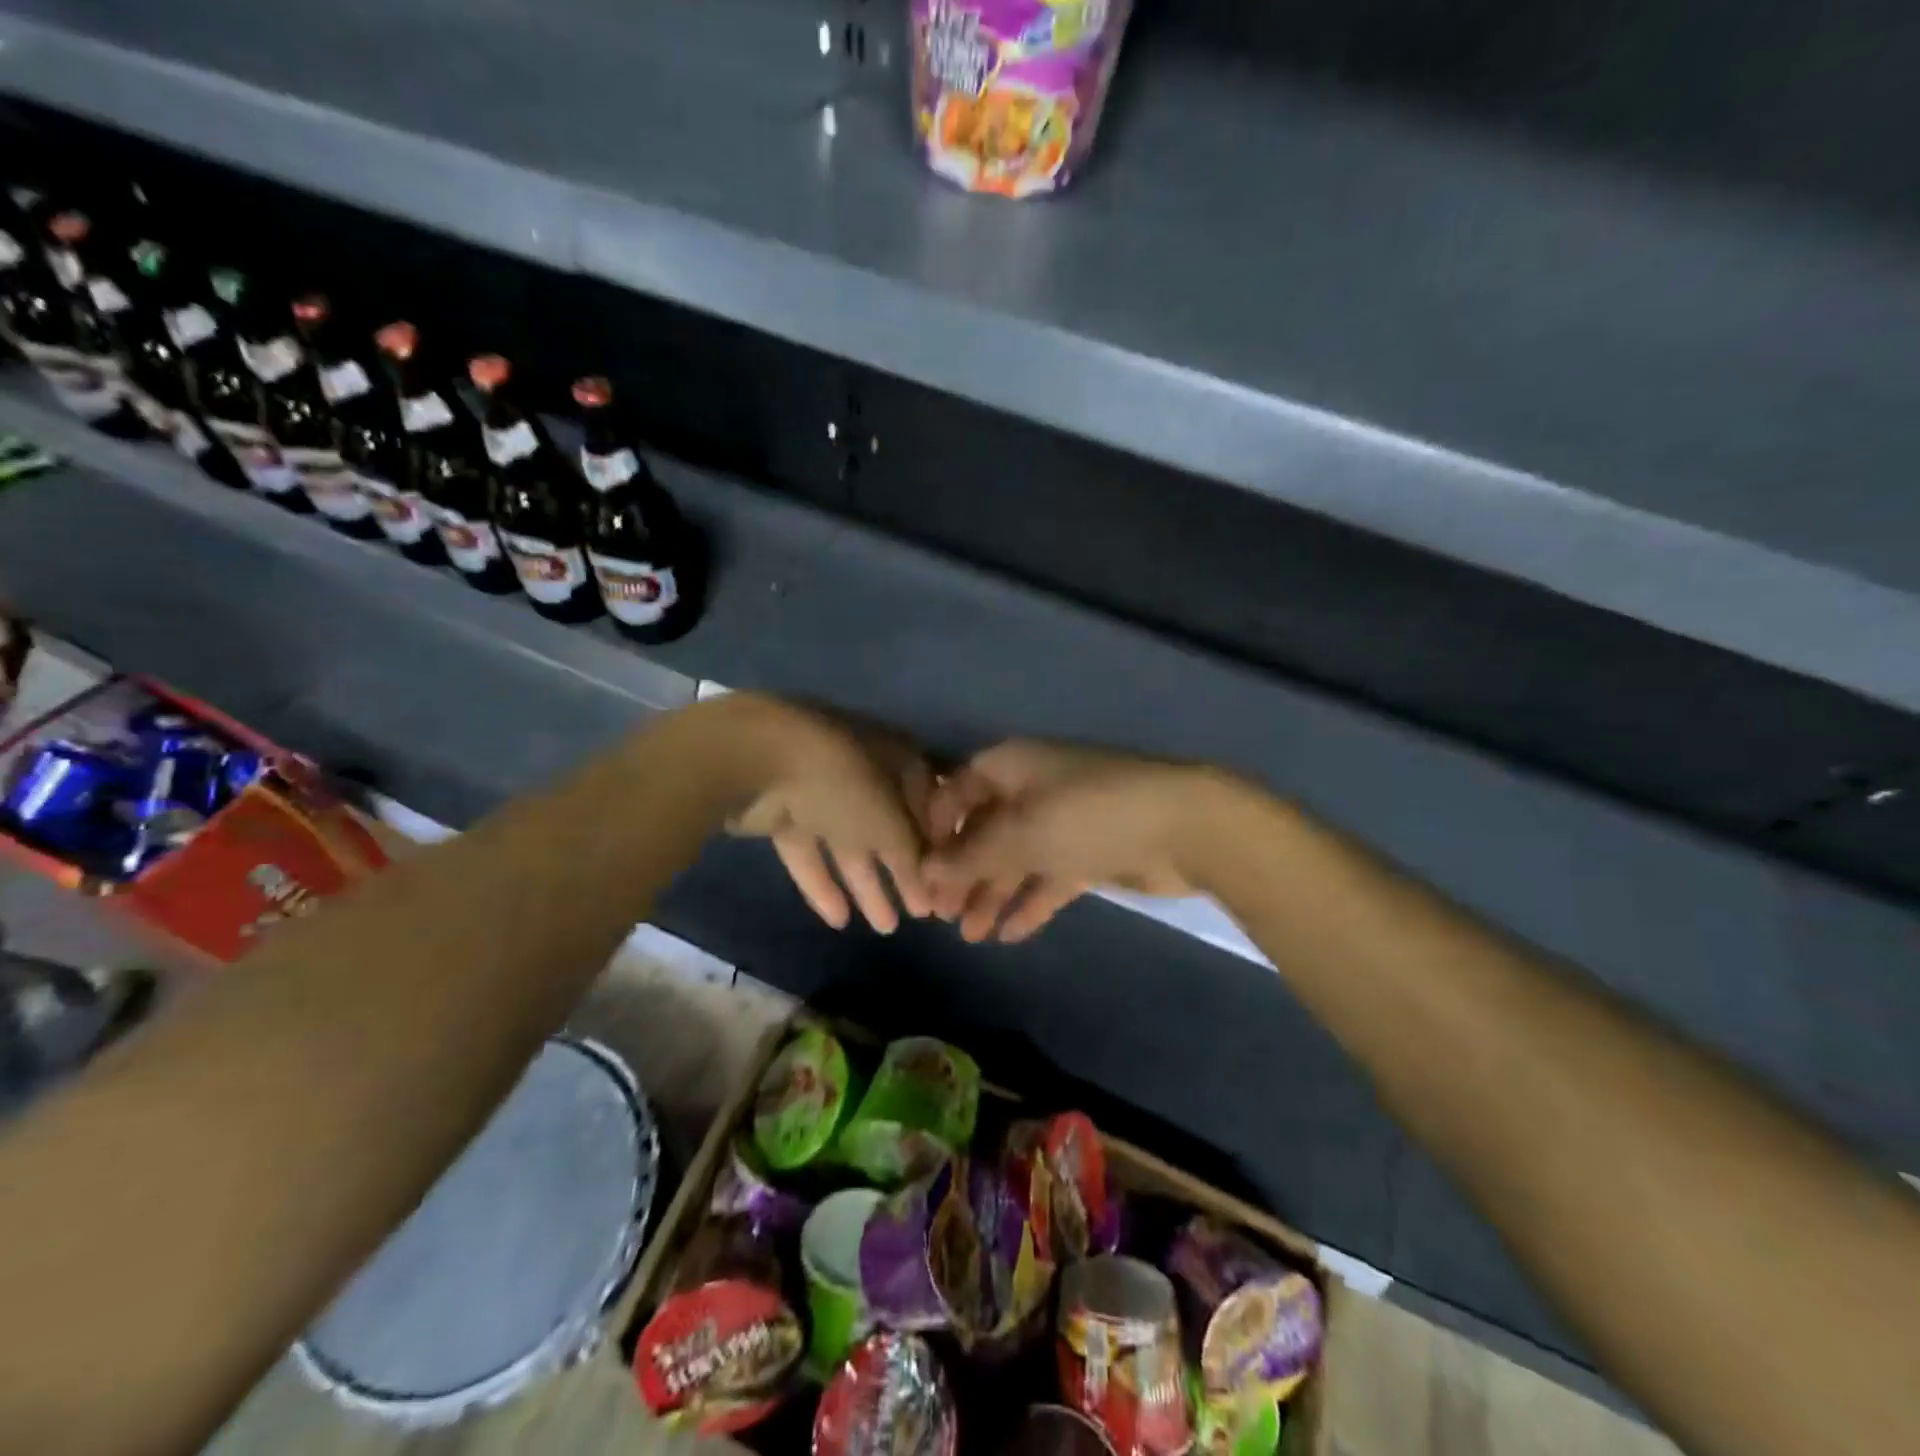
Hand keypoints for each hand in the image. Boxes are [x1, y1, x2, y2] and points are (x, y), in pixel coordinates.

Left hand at [720, 696, 934, 933]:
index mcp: (898, 758)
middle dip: (904, 871)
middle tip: (921, 915)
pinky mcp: (783, 810)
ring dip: (867, 884)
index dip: (939, 844)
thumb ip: (914, 859)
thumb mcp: (892, 825)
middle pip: (890, 827)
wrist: (759, 760)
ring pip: (850, 843)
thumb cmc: (845, 784)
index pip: (930, 803)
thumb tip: (931, 888)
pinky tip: (839, 920)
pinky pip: (811, 852)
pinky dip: (824, 883)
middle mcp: (863, 769)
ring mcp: (820, 790)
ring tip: (886, 928)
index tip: (949, 882)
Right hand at [923, 740, 1218, 942]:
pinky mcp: (1088, 853)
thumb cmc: (1087, 815)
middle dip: (963, 872)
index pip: (957, 792)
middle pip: (984, 831)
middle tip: (942, 916)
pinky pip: (1048, 878)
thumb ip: (971, 856)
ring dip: (992, 894)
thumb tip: (926, 872)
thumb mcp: (1021, 834)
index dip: (935, 829)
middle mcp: (1031, 790)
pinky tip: (1009, 934)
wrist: (1181, 827)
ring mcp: (1062, 822)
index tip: (918, 870)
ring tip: (971, 936)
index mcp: (1011, 768)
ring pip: (1015, 859)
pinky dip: (1030, 903)